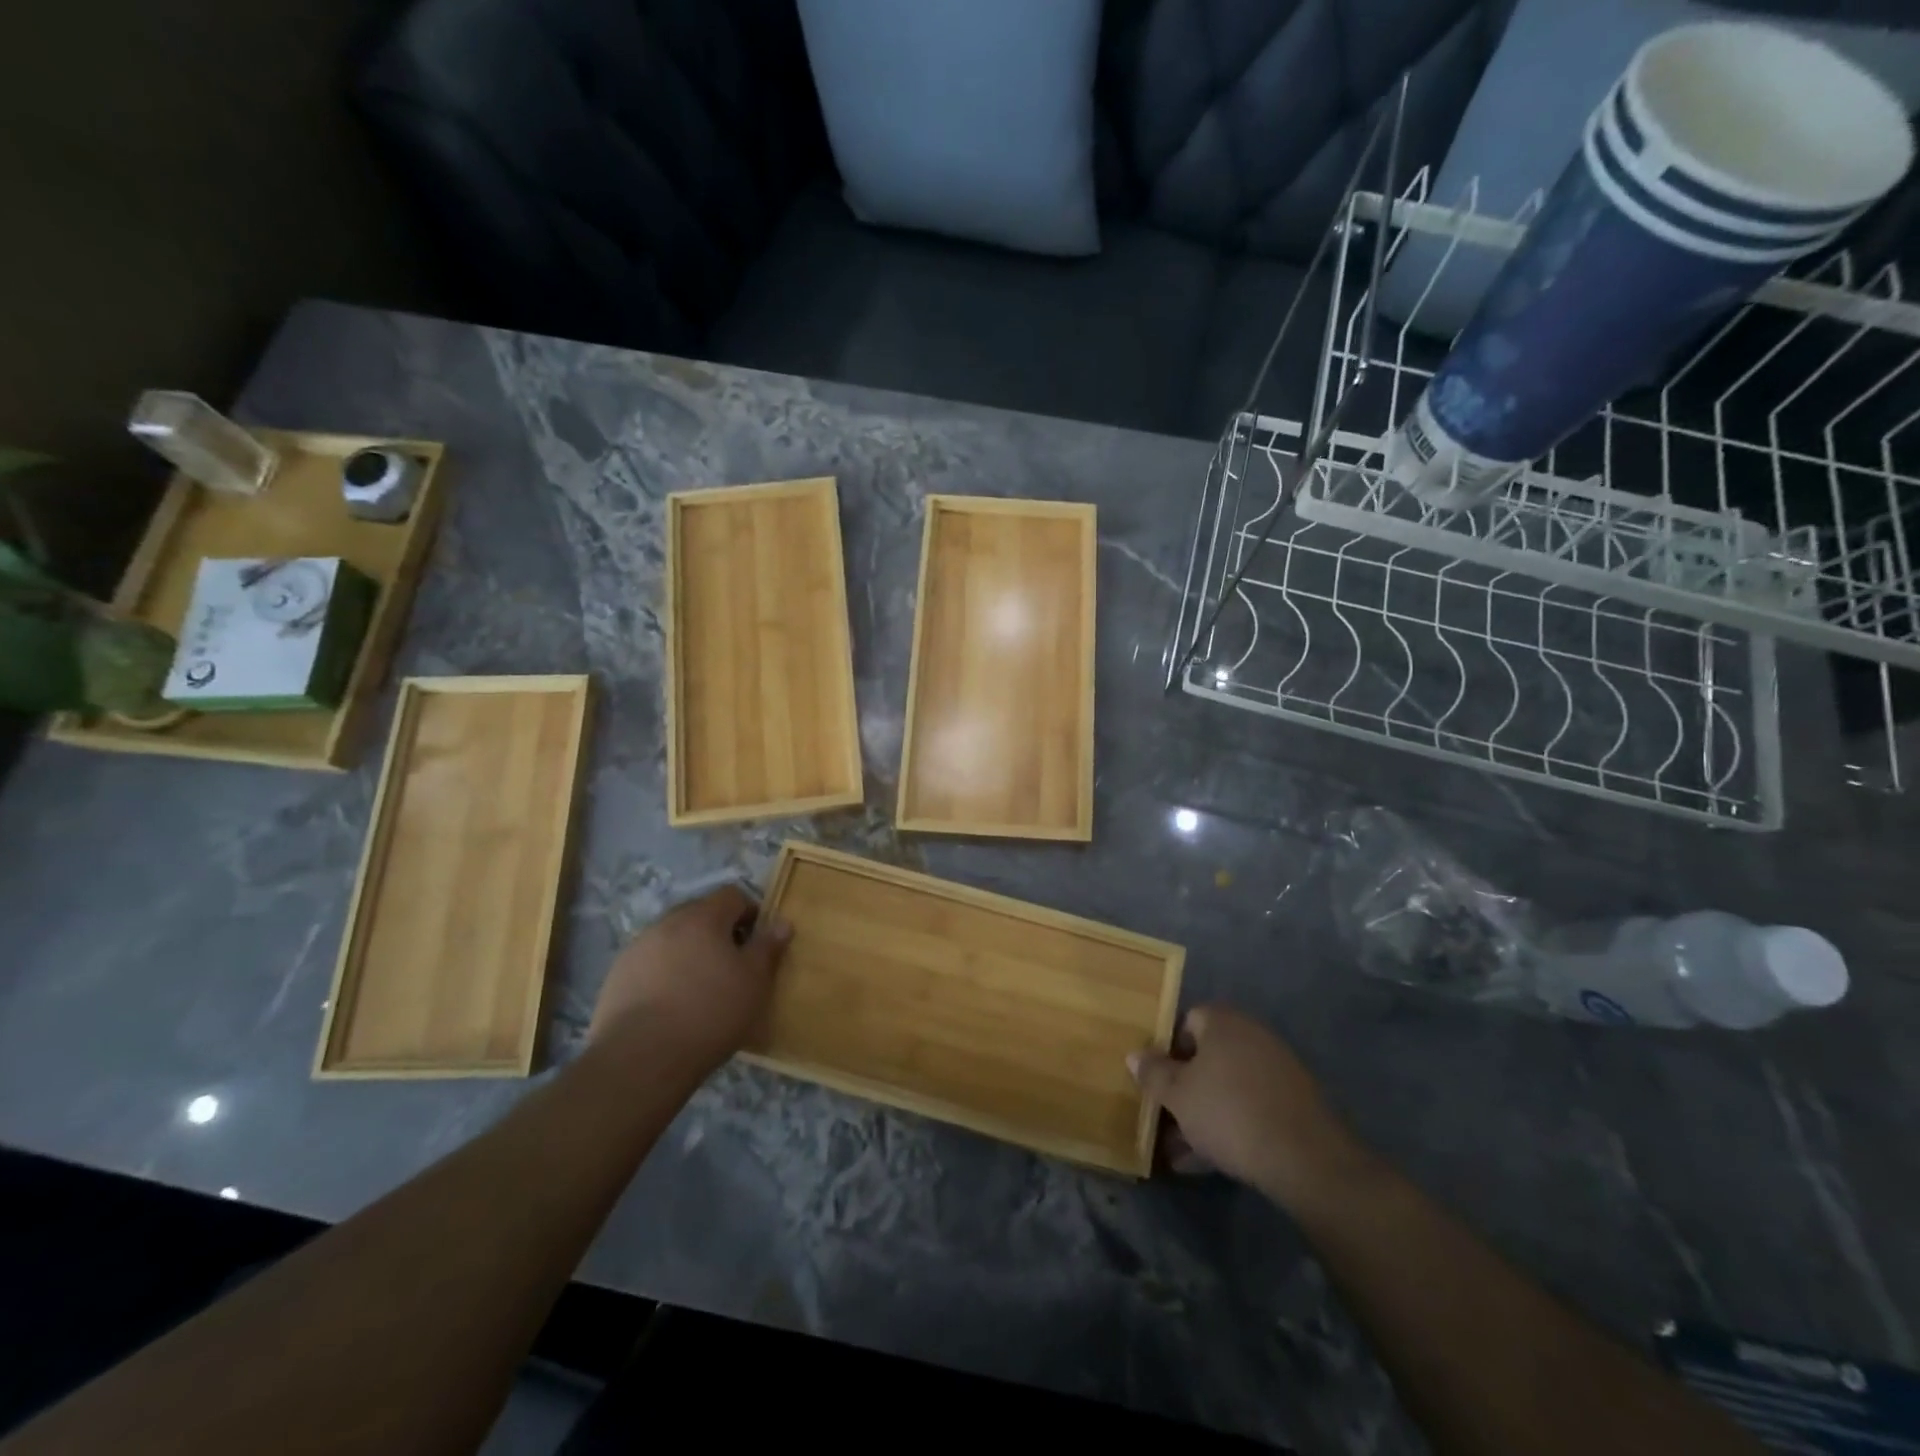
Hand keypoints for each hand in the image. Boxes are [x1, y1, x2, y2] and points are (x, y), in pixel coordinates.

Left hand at [589, 885, 790, 1072]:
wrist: (640, 1059)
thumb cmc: (710, 1013)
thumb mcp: (754, 981)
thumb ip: (768, 947)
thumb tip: (782, 922)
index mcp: (703, 917)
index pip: (733, 895)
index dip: (750, 914)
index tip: (757, 943)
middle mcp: (667, 923)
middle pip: (700, 914)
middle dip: (718, 933)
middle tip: (731, 967)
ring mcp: (637, 949)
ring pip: (672, 940)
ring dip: (689, 953)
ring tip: (699, 989)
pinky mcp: (616, 977)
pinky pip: (649, 964)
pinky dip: (663, 975)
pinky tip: (670, 1006)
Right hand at [1128, 1005, 1365, 1205]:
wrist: (1306, 1159)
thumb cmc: (1228, 1113)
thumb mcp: (1177, 1095)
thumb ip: (1153, 1073)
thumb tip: (1135, 1055)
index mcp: (1222, 1022)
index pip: (1187, 1021)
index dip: (1167, 1050)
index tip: (1156, 1081)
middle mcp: (1252, 1035)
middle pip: (1207, 1057)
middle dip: (1185, 1088)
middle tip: (1165, 1118)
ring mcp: (1277, 1069)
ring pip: (1228, 1086)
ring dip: (1204, 1113)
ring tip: (1182, 1151)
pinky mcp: (1295, 1103)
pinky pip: (1251, 1106)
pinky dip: (1231, 1125)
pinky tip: (1212, 1161)